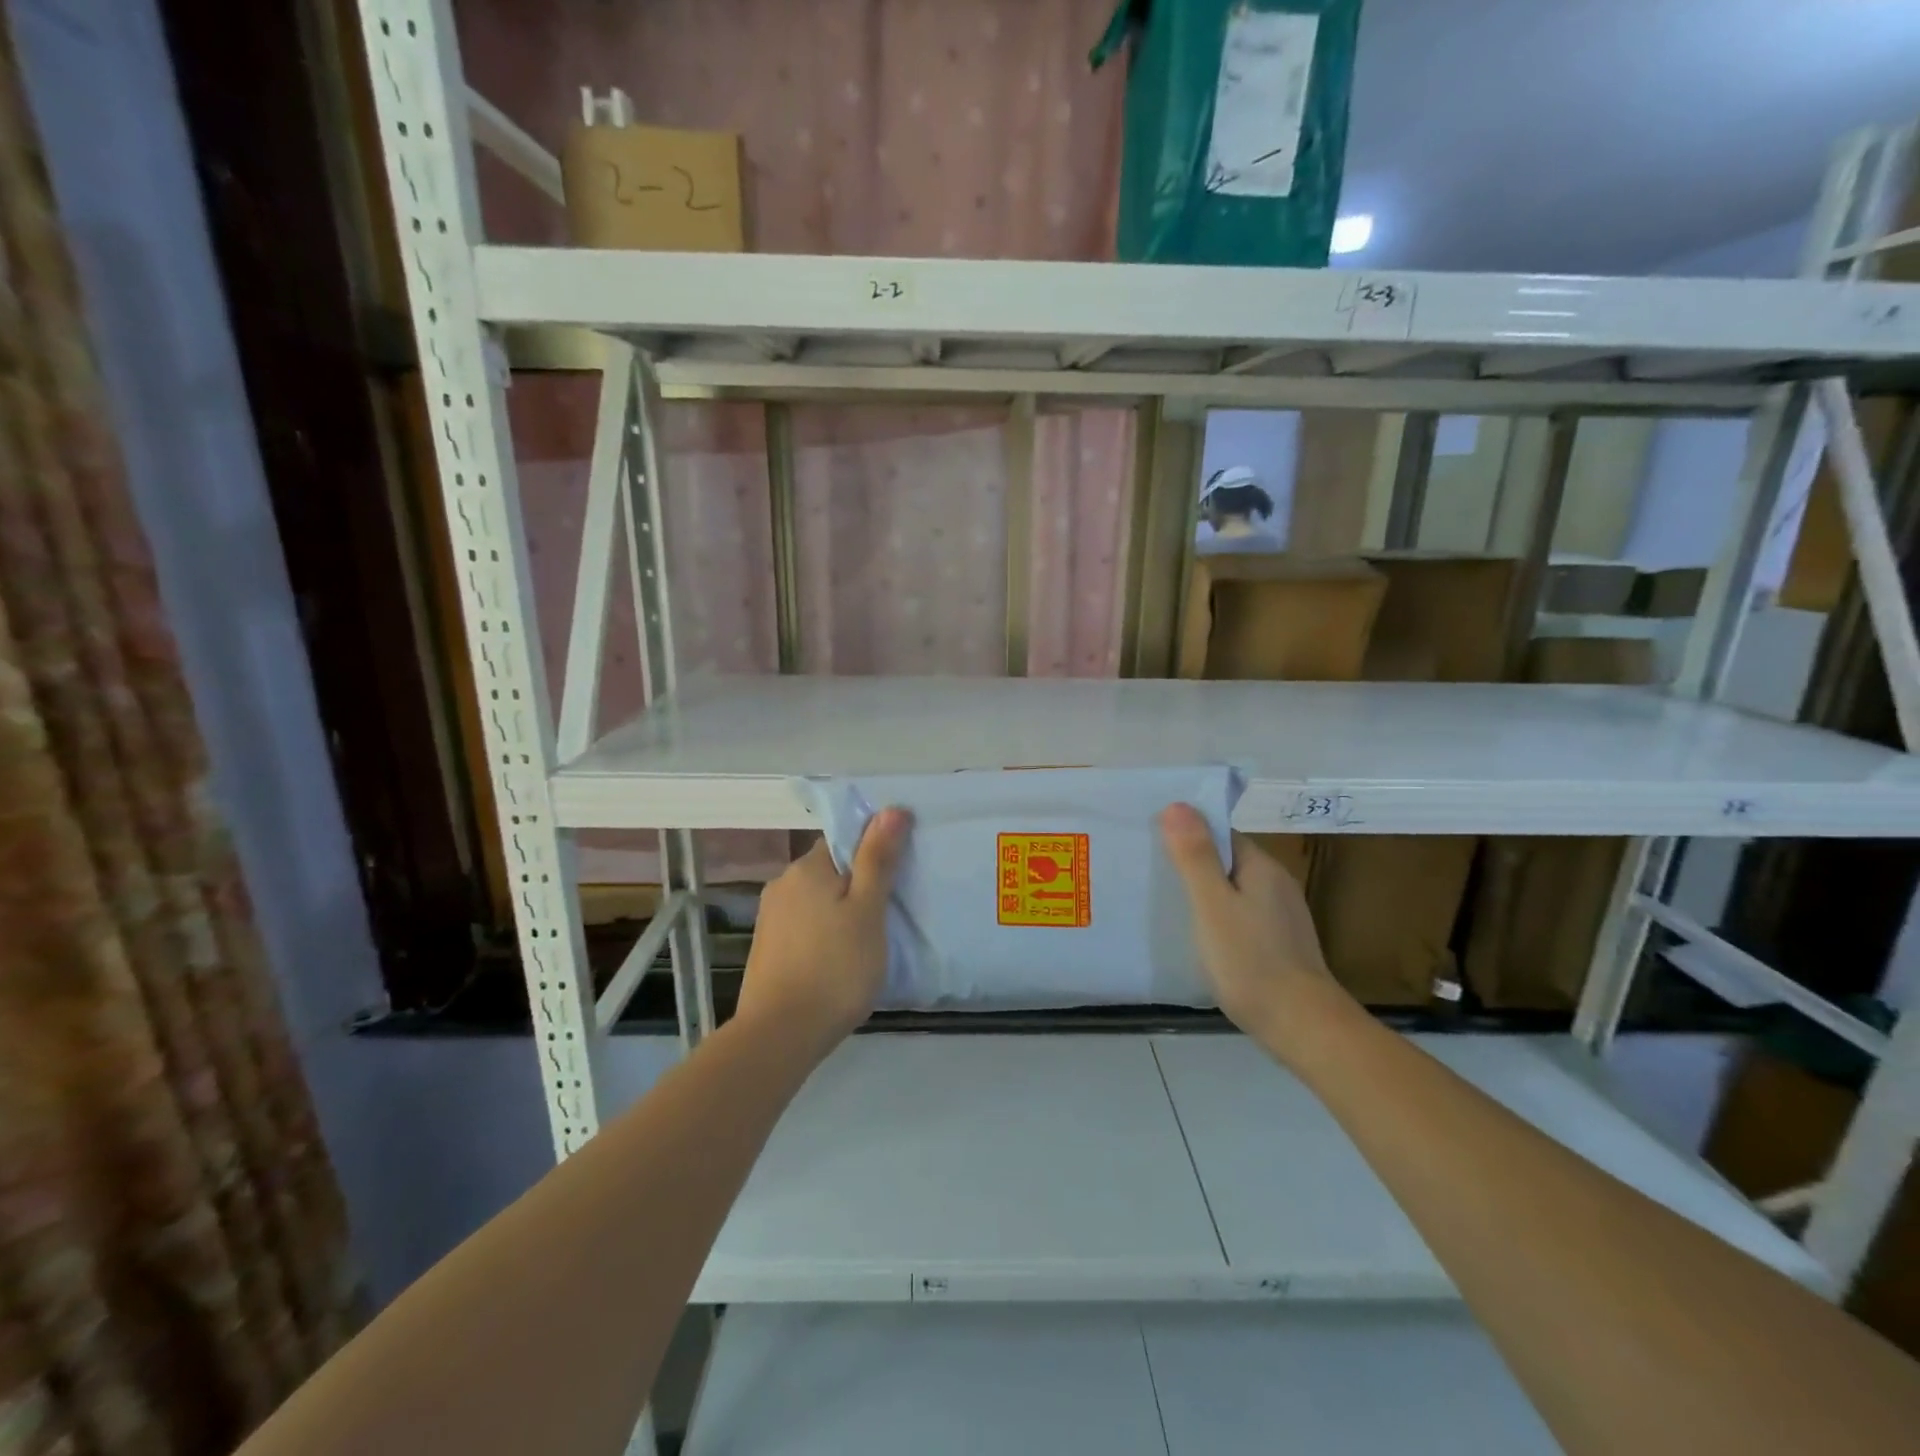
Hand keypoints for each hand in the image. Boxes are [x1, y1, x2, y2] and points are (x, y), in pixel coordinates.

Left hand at [736, 808, 909, 1054]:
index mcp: (807, 867)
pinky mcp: (766, 948)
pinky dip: (823, 934)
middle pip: (830, 870)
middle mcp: (782, 884)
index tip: (896, 878)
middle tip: (887, 914)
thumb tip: (891, 808)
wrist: (780, 1035)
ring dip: (840, 911)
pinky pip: (804, 926)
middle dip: (857, 885)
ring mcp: (770, 917)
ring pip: (817, 900)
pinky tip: (837, 960)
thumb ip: (878, 858)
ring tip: (865, 942)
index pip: (844, 841)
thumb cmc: (835, 968)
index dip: (873, 853)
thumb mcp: (868, 910)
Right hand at [1159, 804, 1350, 1056]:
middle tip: (1151, 873)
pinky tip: (1200, 938)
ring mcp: (1281, 916)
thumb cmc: (1251, 960)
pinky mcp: (1280, 944)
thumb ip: (1195, 856)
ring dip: (1204, 893)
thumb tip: (1178, 804)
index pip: (1221, 834)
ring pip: (1234, 891)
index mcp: (1261, 867)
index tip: (1152, 843)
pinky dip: (1218, 919)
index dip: (1188, 833)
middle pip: (1227, 861)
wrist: (1302, 1026)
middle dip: (1192, 863)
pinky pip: (1241, 916)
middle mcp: (1276, 884)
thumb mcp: (1212, 905)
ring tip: (1166, 904)